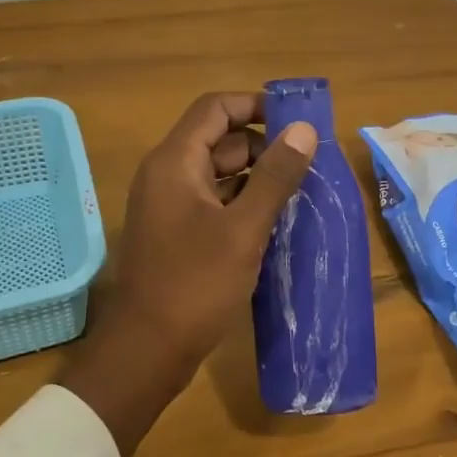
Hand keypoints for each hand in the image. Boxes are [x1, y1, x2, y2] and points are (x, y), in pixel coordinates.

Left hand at [62, 93, 316, 456]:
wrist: (147, 351)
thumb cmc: (194, 284)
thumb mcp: (244, 229)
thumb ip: (275, 176)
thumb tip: (304, 129)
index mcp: (175, 162)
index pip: (215, 108)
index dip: (255, 105)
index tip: (296, 121)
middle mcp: (167, 175)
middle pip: (219, 140)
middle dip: (264, 146)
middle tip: (309, 163)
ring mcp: (170, 206)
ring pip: (219, 174)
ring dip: (257, 177)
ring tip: (302, 191)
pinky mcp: (177, 234)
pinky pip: (214, 203)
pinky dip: (243, 203)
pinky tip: (276, 220)